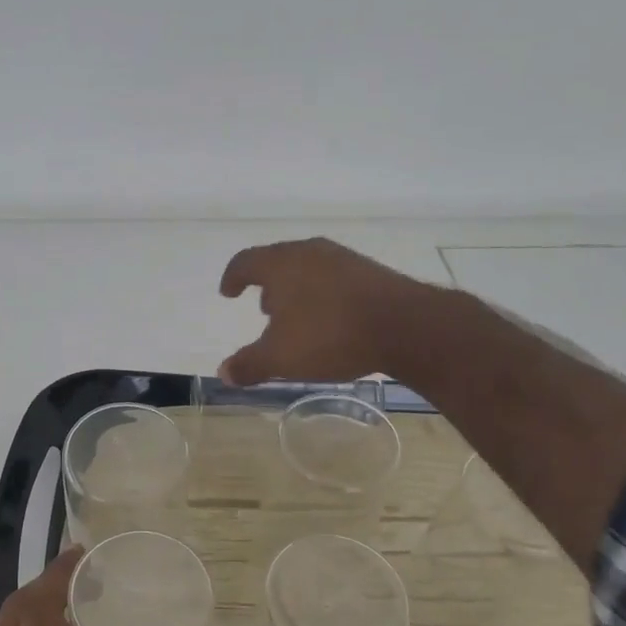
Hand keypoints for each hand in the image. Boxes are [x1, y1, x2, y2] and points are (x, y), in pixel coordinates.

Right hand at [218, 238, 432, 385]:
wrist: (403, 325)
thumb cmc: (329, 336)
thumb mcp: (281, 358)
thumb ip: (249, 364)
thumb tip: (223, 372)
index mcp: (280, 264)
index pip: (245, 262)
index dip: (233, 277)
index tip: (228, 292)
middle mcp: (308, 252)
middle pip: (278, 261)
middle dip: (267, 284)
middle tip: (264, 308)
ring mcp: (342, 258)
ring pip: (308, 268)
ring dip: (296, 289)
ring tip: (296, 316)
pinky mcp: (369, 270)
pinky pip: (333, 277)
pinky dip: (322, 293)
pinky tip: (330, 318)